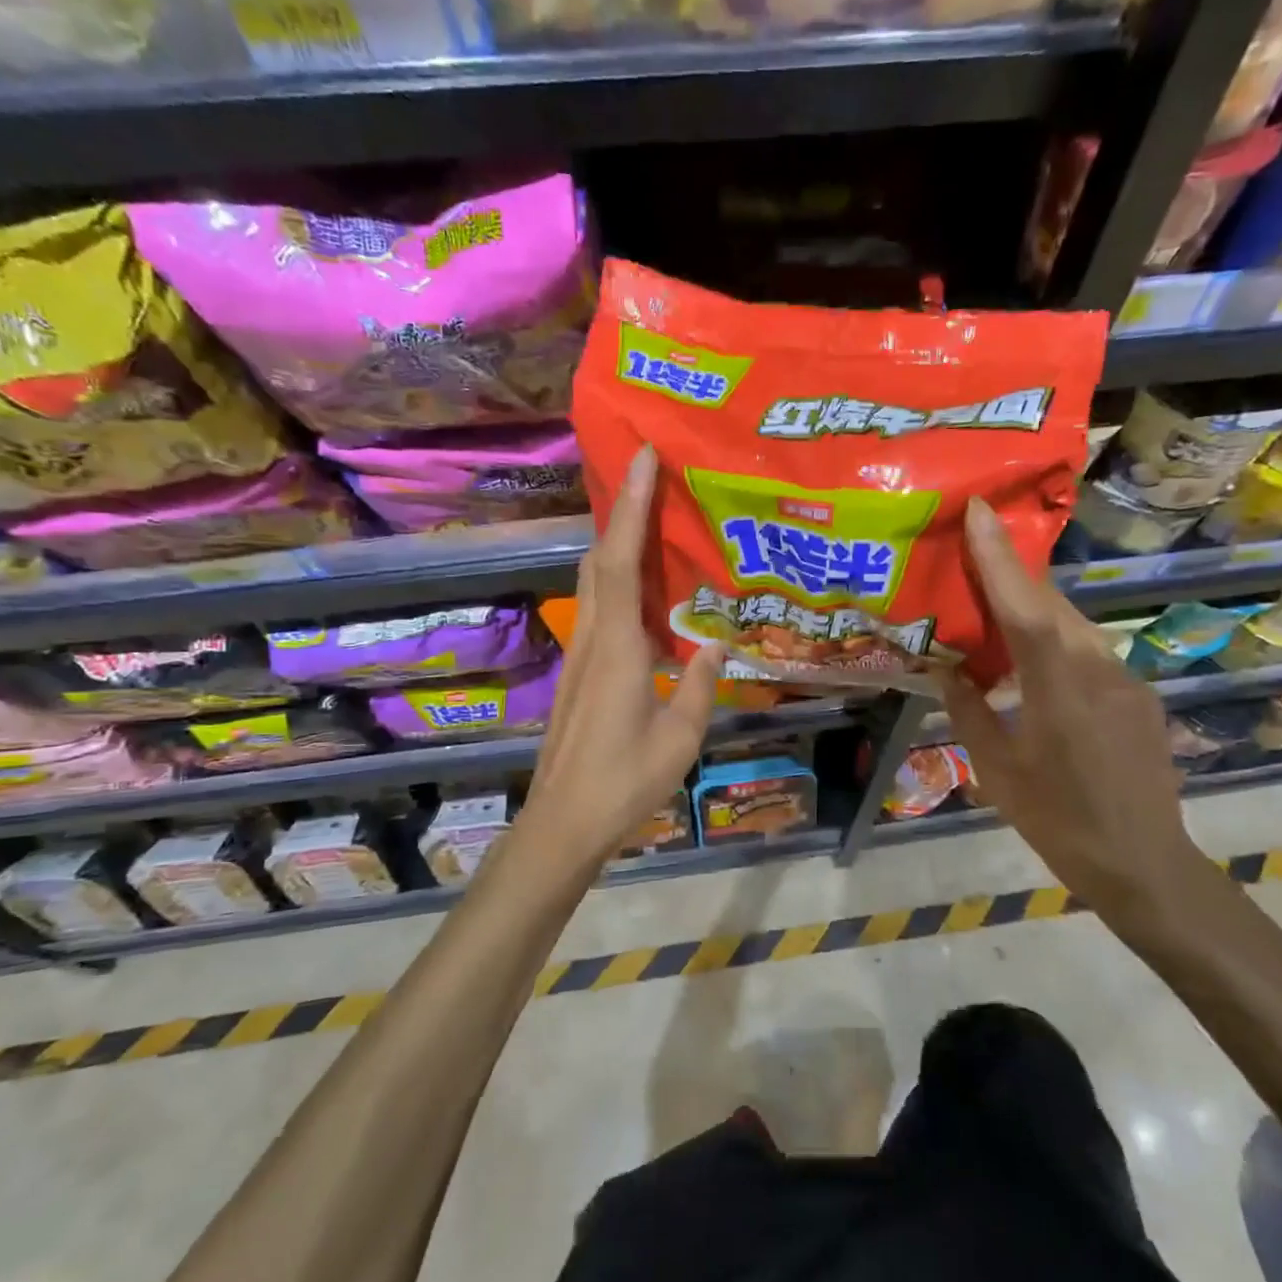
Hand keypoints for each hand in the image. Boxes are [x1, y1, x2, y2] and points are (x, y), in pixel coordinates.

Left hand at [518, 446, 723, 866]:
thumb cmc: (624, 782)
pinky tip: (647, 594)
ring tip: (653, 523)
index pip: (620, 561)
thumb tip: (718, 646)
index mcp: (617, 648)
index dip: (630, 506)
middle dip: (620, 513)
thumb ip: (701, 685)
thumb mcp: (680, 737)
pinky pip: (600, 610)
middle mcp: (593, 639)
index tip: (642, 458)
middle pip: (598, 561)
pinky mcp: (581, 674)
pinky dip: (618, 583)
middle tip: (652, 480)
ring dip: (617, 545)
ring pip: (594, 584)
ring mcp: (581, 656)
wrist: (563, 823)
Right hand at [938, 499, 1219, 931]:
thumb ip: (970, 713)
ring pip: (1074, 626)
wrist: (1146, 865)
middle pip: (1052, 605)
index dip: (999, 557)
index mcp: (1058, 689)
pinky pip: (1091, 652)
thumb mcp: (999, 772)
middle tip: (973, 554)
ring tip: (996, 611)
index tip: (980, 511)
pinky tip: (1035, 666)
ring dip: (1034, 610)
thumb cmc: (1060, 823)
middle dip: (1013, 575)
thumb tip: (946, 671)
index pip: (1024, 608)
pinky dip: (1057, 643)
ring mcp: (1127, 680)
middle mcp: (1100, 670)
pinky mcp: (1140, 696)